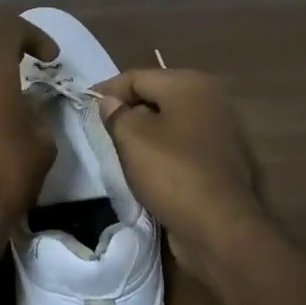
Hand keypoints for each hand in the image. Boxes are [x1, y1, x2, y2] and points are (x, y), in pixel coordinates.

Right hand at [94, 68, 267, 273]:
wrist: (219, 227)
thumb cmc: (172, 173)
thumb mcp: (132, 139)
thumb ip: (115, 114)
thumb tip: (109, 102)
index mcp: (190, 84)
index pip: (137, 77)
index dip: (107, 89)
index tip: (83, 105)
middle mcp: (211, 99)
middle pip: (156, 96)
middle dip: (127, 109)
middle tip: (101, 129)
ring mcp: (221, 130)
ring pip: (170, 122)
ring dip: (145, 132)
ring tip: (120, 149)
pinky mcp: (222, 160)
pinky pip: (183, 145)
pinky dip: (163, 150)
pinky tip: (148, 167)